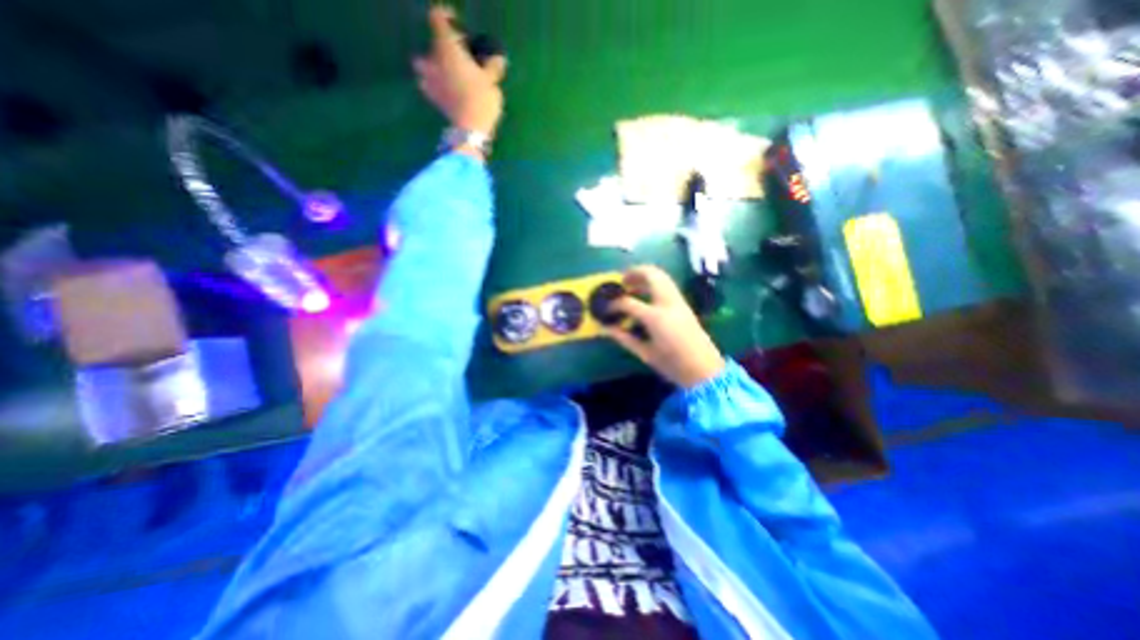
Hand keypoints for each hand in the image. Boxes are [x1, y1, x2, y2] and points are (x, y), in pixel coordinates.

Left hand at [414, 6, 508, 140]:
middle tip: (457, 58)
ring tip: (448, 76)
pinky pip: (429, 86)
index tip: (459, 26)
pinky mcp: (432, 99)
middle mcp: (433, 59)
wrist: (470, 129)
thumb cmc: (481, 98)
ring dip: (433, 68)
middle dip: (442, 49)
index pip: (438, 18)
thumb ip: (492, 67)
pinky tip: (447, 92)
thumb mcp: (492, 82)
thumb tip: (498, 60)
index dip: (447, 17)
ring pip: (424, 67)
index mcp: (447, 47)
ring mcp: (429, 80)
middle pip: (431, 46)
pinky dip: (435, 86)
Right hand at [604, 264, 718, 390]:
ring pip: (661, 275)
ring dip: (645, 275)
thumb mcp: (645, 354)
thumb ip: (624, 338)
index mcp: (655, 318)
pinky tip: (646, 292)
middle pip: (650, 275)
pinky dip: (654, 281)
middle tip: (621, 280)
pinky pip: (667, 284)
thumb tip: (607, 329)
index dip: (614, 304)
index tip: (607, 309)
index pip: (628, 302)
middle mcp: (667, 303)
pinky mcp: (684, 304)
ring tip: (632, 283)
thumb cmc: (673, 365)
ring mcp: (678, 301)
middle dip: (633, 273)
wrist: (704, 369)